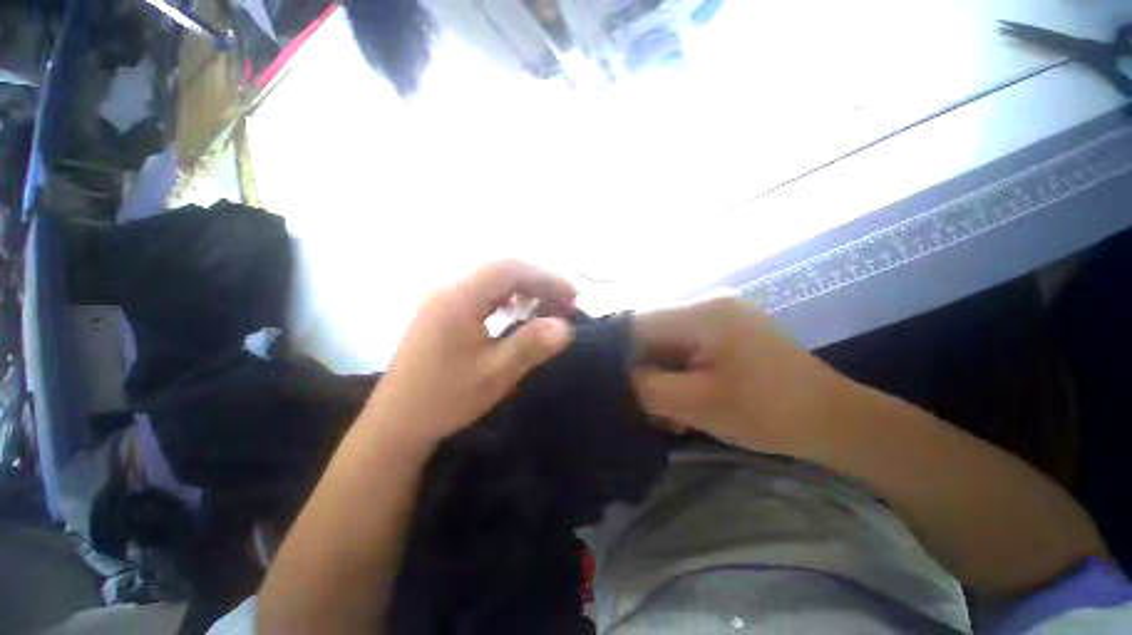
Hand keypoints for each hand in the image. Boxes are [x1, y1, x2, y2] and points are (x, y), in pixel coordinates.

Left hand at [363, 260, 575, 449]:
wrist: (396, 420)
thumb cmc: (445, 398)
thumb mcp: (494, 375)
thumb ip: (531, 346)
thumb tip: (566, 327)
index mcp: (459, 297)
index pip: (511, 269)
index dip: (547, 278)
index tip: (573, 297)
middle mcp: (449, 288)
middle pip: (502, 270)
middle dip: (538, 282)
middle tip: (563, 305)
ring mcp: (443, 298)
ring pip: (492, 279)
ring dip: (523, 288)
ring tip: (545, 308)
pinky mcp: (442, 310)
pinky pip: (481, 291)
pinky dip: (506, 297)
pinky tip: (515, 313)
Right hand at [632, 298, 844, 455]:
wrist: (834, 420)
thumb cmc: (769, 412)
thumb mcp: (697, 404)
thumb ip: (648, 386)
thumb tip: (621, 375)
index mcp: (703, 313)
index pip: (637, 325)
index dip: (619, 355)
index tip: (618, 387)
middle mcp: (709, 303)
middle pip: (652, 334)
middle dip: (645, 371)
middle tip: (651, 407)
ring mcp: (721, 315)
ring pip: (668, 343)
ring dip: (663, 376)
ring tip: (673, 411)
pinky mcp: (729, 330)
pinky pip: (688, 347)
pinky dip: (680, 373)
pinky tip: (689, 399)